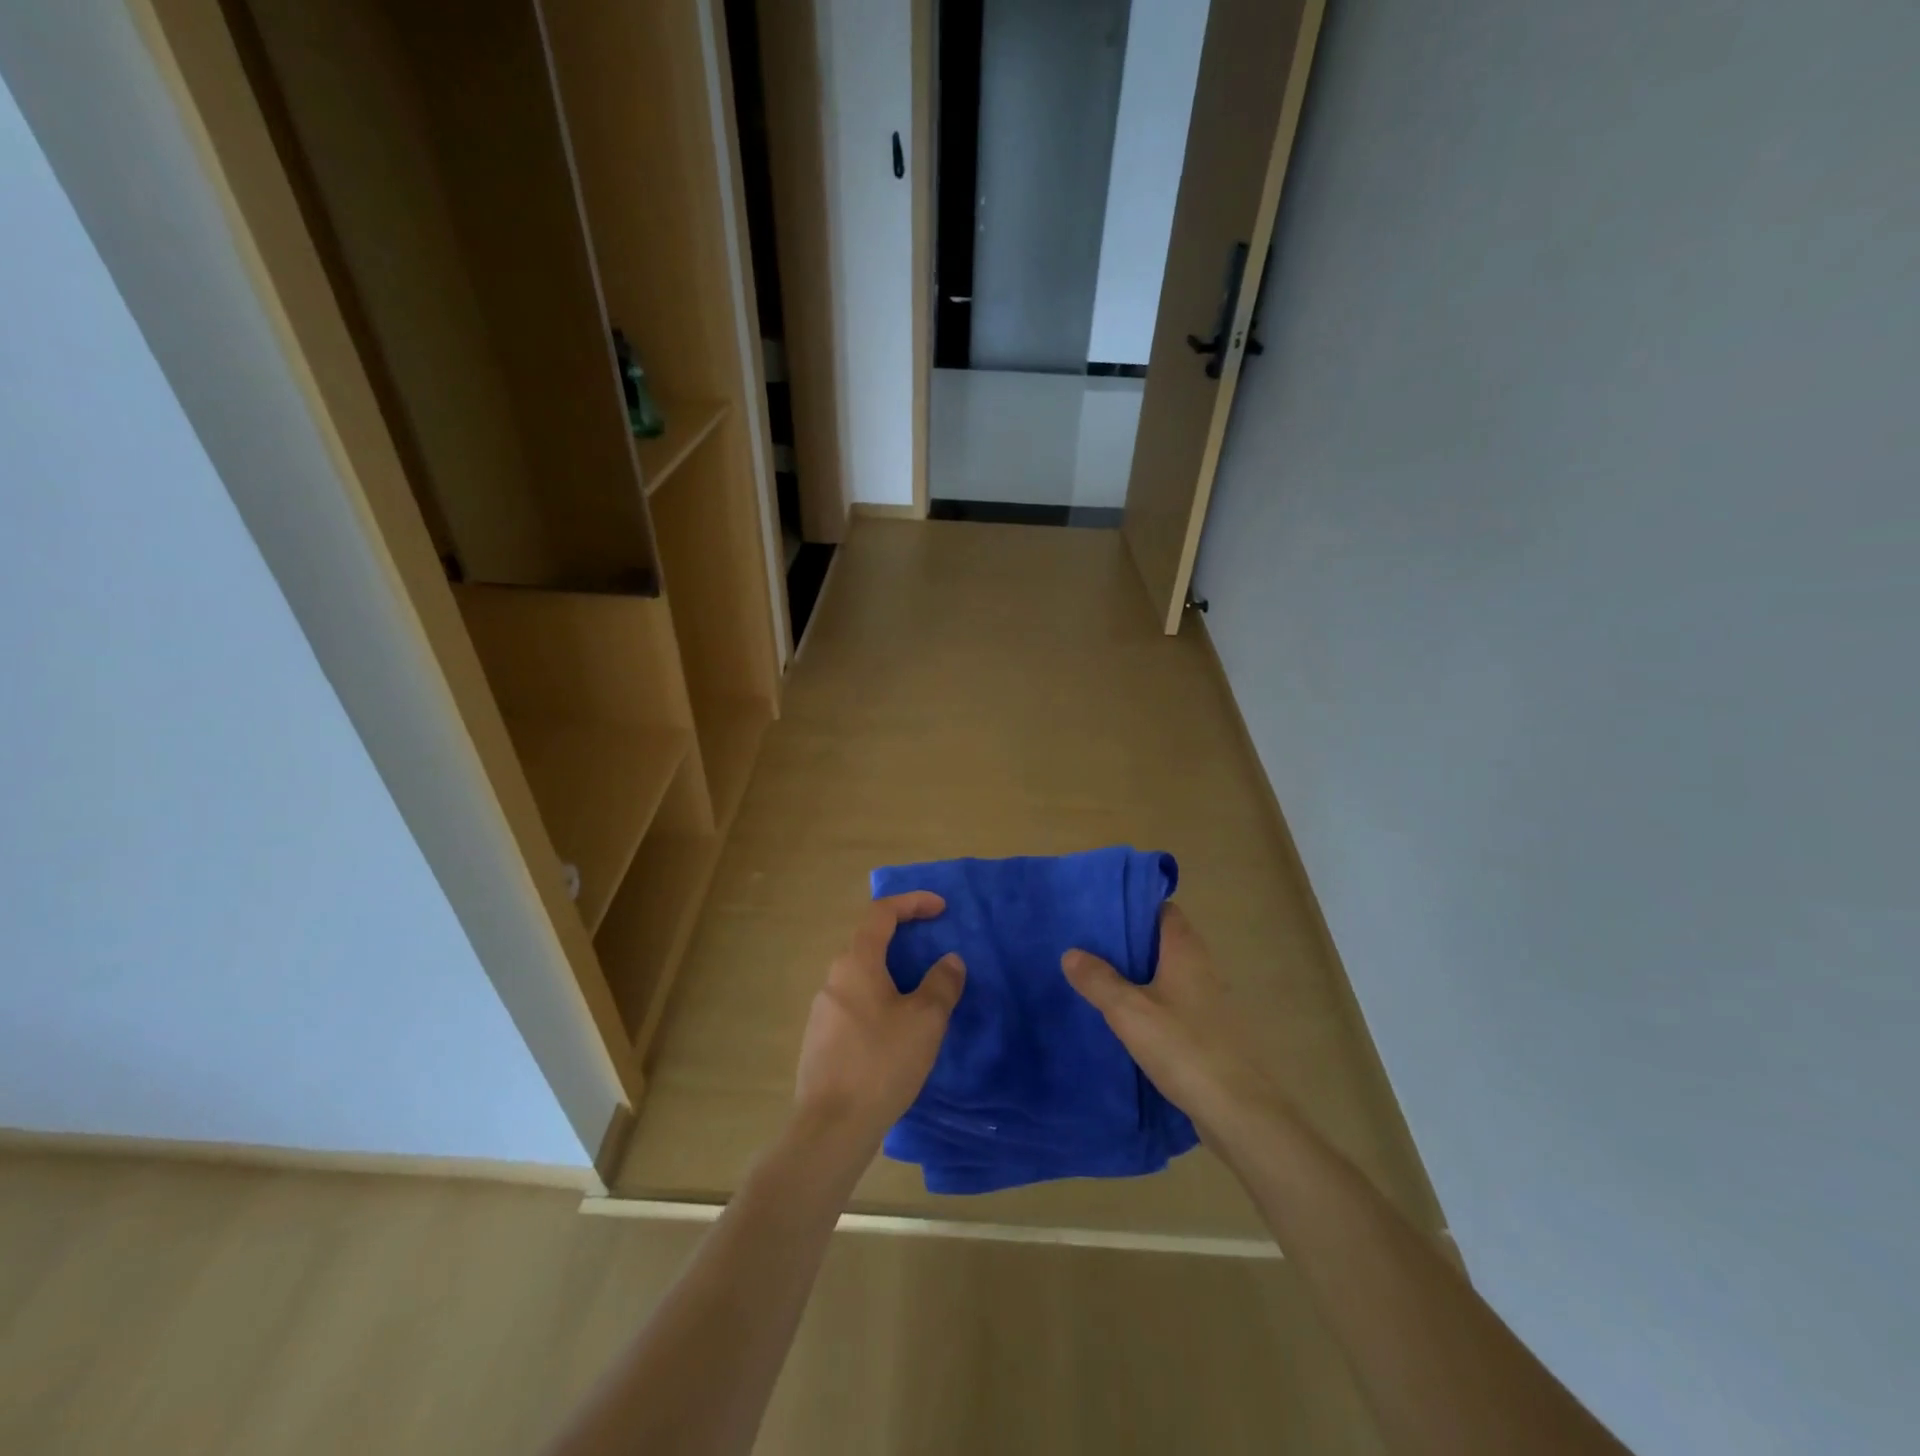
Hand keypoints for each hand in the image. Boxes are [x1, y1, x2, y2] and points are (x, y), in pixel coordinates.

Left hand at [793, 893, 965, 1148]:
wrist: (831, 1127)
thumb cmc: (881, 1063)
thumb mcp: (925, 1020)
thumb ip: (942, 983)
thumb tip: (949, 961)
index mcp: (856, 962)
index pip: (881, 913)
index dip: (912, 902)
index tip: (942, 909)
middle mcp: (834, 978)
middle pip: (869, 941)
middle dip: (903, 937)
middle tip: (934, 947)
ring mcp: (823, 1010)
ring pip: (862, 975)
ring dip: (892, 971)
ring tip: (922, 991)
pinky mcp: (821, 1039)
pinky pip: (856, 1002)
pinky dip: (881, 998)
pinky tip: (898, 1029)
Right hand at [1061, 903, 1281, 1140]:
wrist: (1237, 1111)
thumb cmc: (1184, 1047)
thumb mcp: (1129, 1011)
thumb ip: (1099, 980)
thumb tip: (1071, 952)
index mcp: (1186, 952)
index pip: (1164, 911)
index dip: (1136, 907)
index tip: (1103, 911)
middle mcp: (1203, 969)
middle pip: (1164, 943)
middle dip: (1131, 942)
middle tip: (1091, 945)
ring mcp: (1210, 1003)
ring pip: (1169, 975)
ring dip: (1141, 975)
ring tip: (1101, 979)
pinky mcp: (1210, 1033)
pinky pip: (1175, 1005)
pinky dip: (1153, 1004)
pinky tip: (1127, 1020)